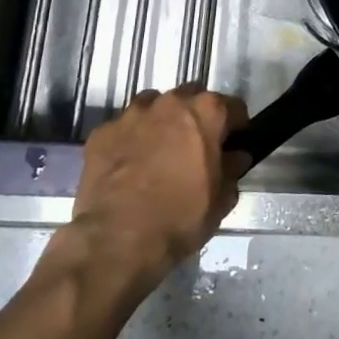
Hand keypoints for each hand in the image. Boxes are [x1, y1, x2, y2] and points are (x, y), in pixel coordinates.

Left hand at [58, 88, 249, 293]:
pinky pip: (123, 128)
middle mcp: (170, 102)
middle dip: (197, 116)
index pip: (233, 107)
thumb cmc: (181, 217)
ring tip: (159, 151)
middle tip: (196, 146)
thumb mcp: (221, 199)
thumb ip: (232, 170)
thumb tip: (235, 158)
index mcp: (206, 112)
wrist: (119, 240)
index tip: (233, 144)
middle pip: (191, 97)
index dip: (236, 126)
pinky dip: (130, 140)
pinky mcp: (102, 133)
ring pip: (153, 106)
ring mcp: (132, 115)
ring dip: (161, 122)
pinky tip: (129, 166)